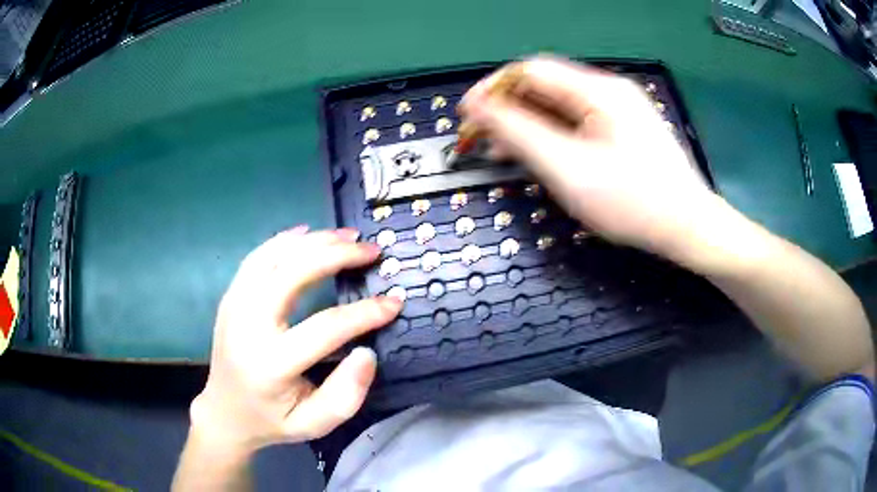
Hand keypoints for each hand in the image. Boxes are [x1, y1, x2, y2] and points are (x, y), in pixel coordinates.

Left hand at [189, 227, 401, 453]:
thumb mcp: (313, 425)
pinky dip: (284, 240)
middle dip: (337, 256)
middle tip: (371, 251)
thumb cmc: (272, 421)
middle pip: (293, 274)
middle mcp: (248, 326)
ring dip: (313, 241)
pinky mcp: (230, 297)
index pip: (325, 327)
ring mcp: (234, 306)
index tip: (394, 302)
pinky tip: (307, 233)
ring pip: (273, 256)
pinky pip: (256, 257)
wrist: (224, 412)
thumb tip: (367, 351)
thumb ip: (345, 395)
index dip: (365, 313)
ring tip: (347, 236)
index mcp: (271, 364)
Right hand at [459, 55, 721, 258]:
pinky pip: (576, 122)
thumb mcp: (568, 169)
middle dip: (507, 109)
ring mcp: (619, 110)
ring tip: (502, 152)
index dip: (492, 88)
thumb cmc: (633, 202)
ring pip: (559, 106)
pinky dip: (551, 134)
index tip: (467, 116)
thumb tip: (478, 107)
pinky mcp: (623, 130)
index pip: (530, 71)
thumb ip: (519, 133)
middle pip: (544, 87)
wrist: (688, 227)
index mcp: (598, 90)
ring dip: (527, 124)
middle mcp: (608, 91)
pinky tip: (538, 154)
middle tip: (481, 140)